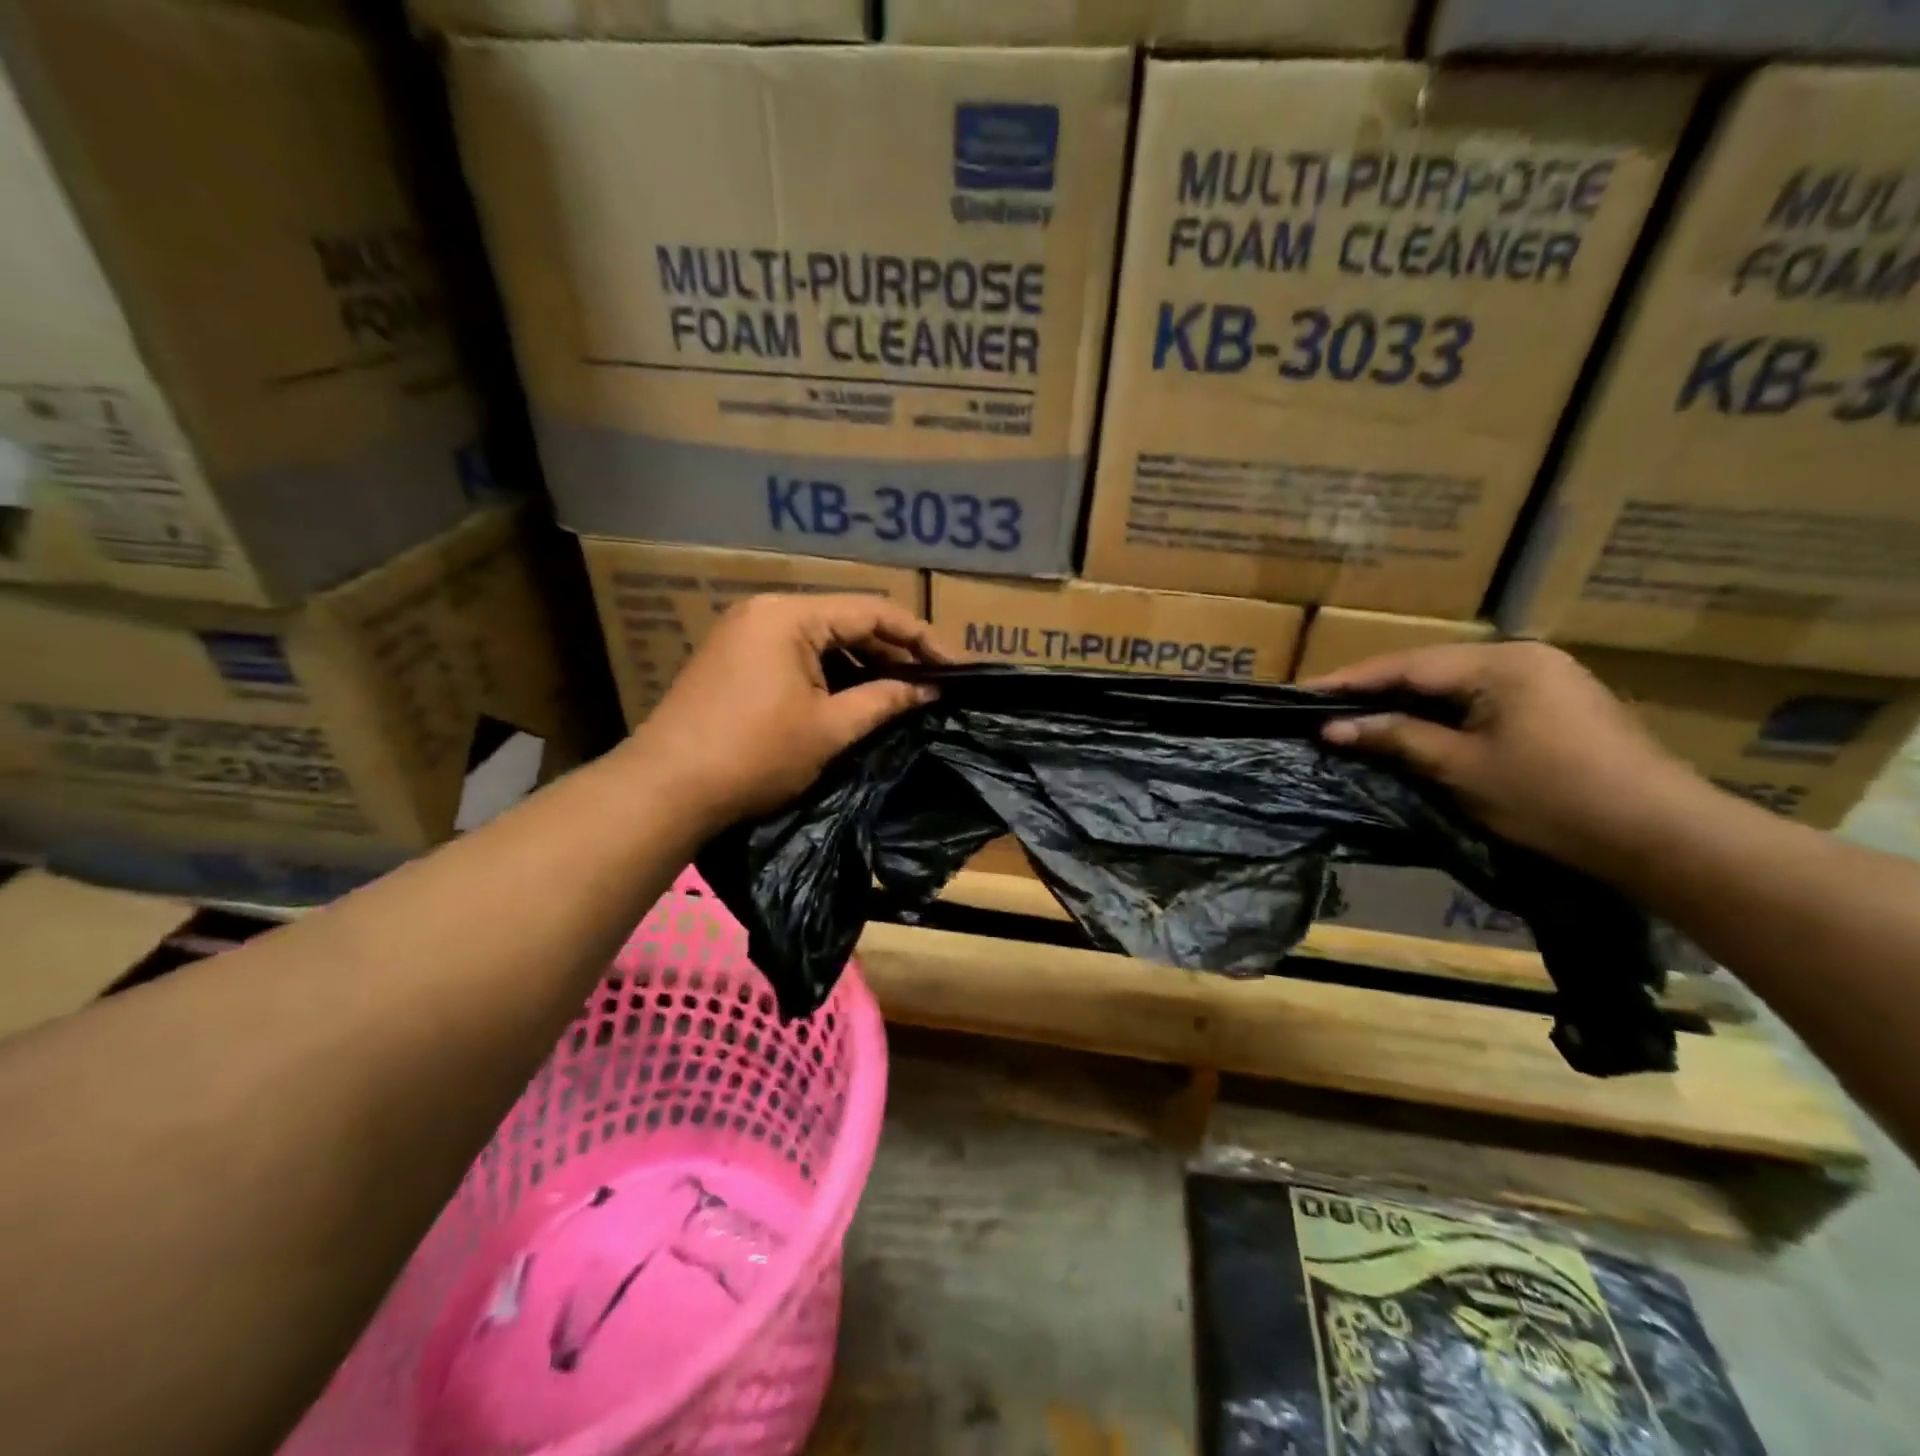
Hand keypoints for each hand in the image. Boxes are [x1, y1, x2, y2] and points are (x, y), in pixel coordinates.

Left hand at [625, 594, 944, 830]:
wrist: (666, 788)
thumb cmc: (755, 754)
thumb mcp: (830, 728)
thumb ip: (884, 700)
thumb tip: (929, 690)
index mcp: (790, 615)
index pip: (871, 611)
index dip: (919, 637)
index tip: (952, 666)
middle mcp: (765, 610)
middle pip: (845, 620)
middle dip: (889, 652)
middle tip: (928, 684)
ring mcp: (744, 632)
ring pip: (819, 638)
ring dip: (859, 663)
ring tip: (896, 693)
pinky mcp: (732, 657)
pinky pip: (794, 653)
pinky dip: (827, 672)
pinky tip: (850, 697)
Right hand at [1309, 641, 1711, 877]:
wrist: (1661, 834)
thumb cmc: (1552, 798)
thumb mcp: (1461, 769)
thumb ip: (1396, 738)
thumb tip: (1332, 728)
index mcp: (1502, 663)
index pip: (1407, 665)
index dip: (1350, 680)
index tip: (1302, 691)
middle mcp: (1523, 656)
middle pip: (1430, 667)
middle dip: (1375, 688)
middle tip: (1324, 704)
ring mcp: (1545, 676)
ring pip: (1454, 682)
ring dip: (1407, 699)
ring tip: (1358, 714)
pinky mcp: (1556, 701)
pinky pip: (1480, 696)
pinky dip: (1441, 710)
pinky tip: (1414, 724)